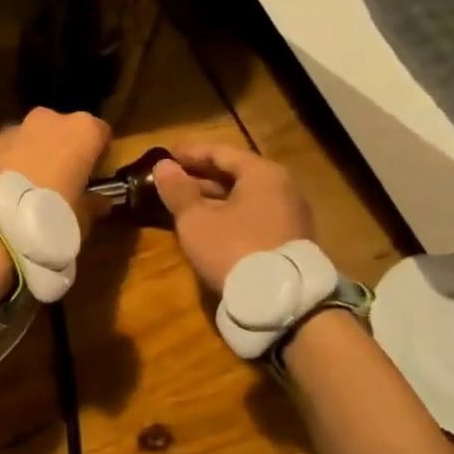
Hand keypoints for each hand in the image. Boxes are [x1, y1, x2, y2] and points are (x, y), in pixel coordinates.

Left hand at [0, 107, 111, 223]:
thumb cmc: (50, 219)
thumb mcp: (82, 220)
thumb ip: (93, 204)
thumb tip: (100, 201)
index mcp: (81, 131)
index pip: (100, 132)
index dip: (100, 154)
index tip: (96, 175)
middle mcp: (46, 120)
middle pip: (61, 130)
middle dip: (62, 151)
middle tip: (61, 182)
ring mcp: (9, 130)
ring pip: (28, 139)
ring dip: (31, 157)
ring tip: (27, 191)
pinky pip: (1, 154)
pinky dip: (4, 167)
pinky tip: (1, 194)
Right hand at [153, 144, 314, 294]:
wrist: (280, 302)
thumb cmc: (233, 249)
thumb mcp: (196, 220)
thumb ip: (178, 190)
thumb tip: (163, 165)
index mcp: (262, 173)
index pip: (221, 152)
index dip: (190, 152)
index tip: (166, 154)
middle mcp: (282, 187)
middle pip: (235, 173)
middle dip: (201, 176)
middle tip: (172, 178)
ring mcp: (290, 214)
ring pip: (244, 196)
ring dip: (214, 197)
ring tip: (184, 202)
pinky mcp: (290, 239)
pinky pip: (254, 215)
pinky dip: (229, 213)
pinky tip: (208, 224)